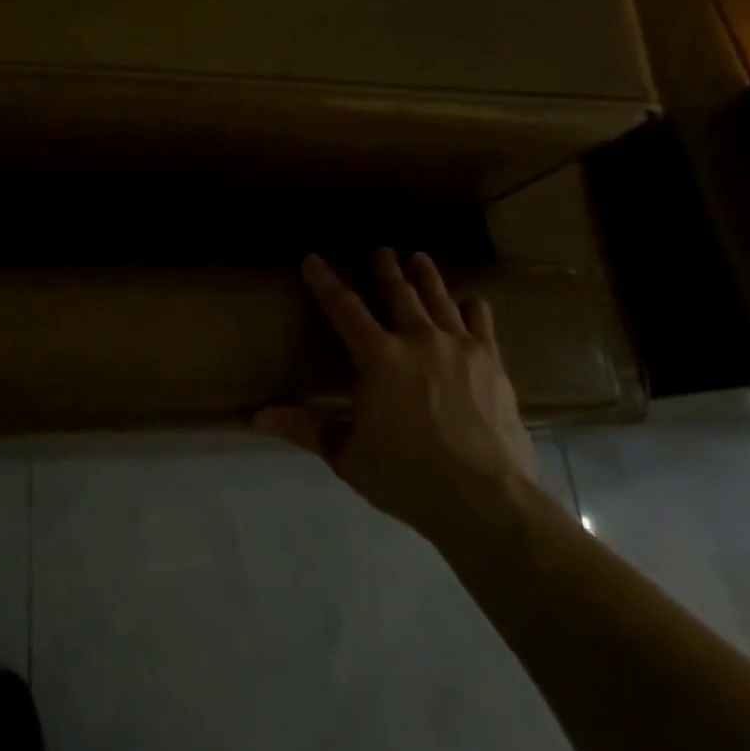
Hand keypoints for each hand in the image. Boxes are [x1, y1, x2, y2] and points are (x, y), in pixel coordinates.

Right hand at [256, 250, 536, 543]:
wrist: (486, 500)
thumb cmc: (407, 476)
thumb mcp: (346, 455)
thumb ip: (305, 429)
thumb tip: (256, 417)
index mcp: (378, 358)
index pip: (343, 308)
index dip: (324, 281)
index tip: (312, 259)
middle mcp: (418, 341)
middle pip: (398, 293)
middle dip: (385, 269)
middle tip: (381, 249)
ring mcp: (460, 349)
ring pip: (439, 299)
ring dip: (426, 277)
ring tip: (419, 258)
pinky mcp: (493, 365)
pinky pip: (482, 325)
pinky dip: (474, 309)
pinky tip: (473, 301)